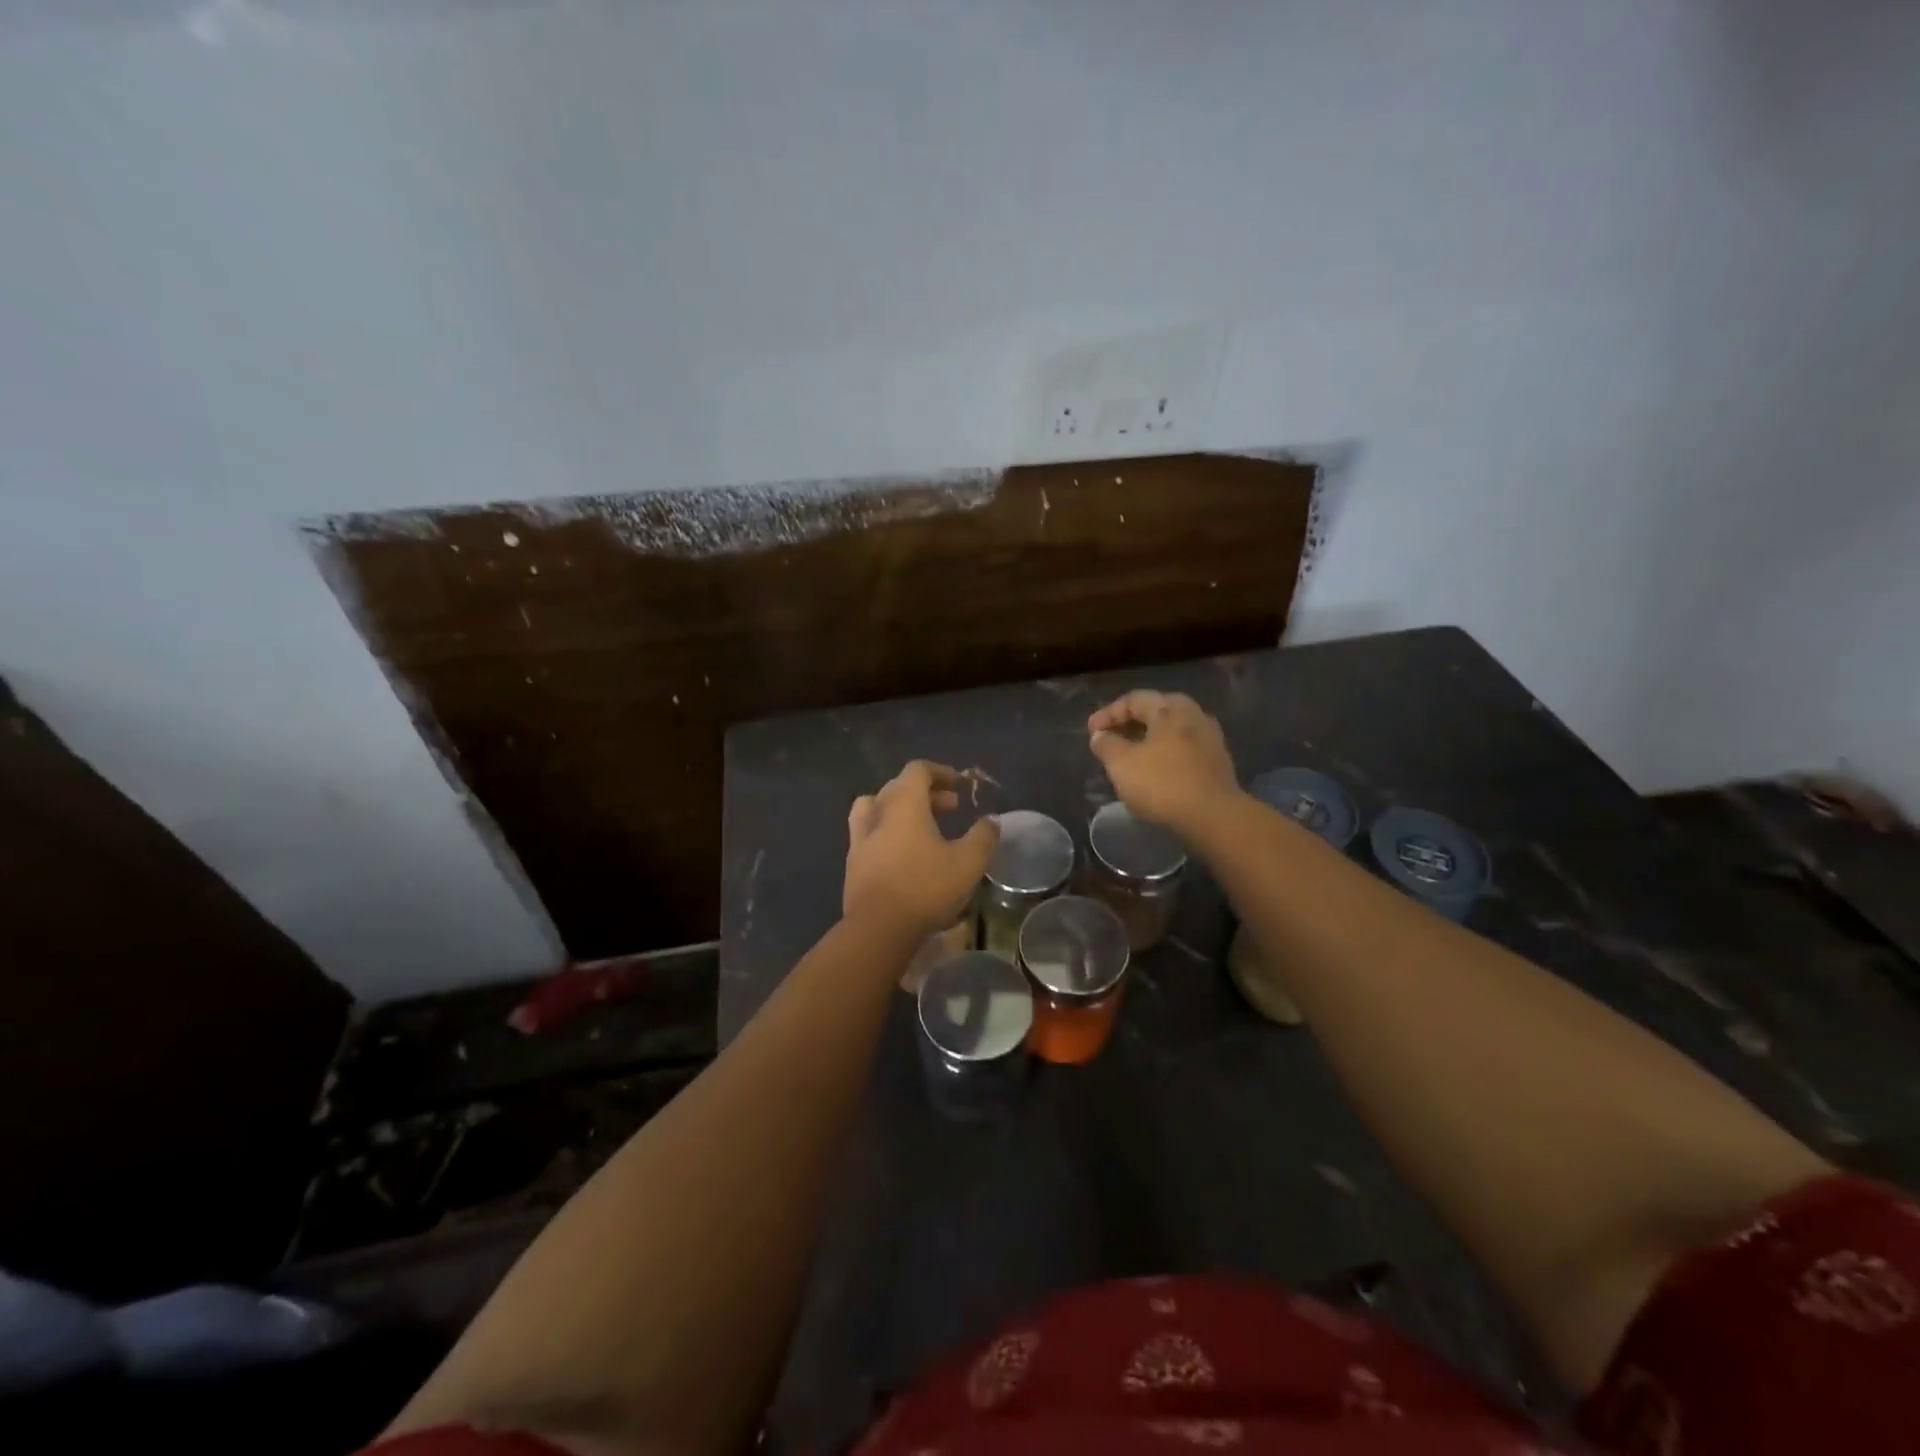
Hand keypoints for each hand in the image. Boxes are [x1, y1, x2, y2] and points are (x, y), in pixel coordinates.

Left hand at [844, 761, 1000, 937]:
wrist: (878, 928)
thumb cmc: (925, 887)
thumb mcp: (968, 862)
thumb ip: (983, 836)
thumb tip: (991, 820)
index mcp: (904, 803)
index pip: (917, 770)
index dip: (940, 772)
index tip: (959, 785)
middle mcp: (878, 812)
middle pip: (898, 787)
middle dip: (926, 792)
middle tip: (951, 808)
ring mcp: (859, 837)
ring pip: (877, 807)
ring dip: (901, 809)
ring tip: (922, 826)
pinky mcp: (852, 862)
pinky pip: (869, 833)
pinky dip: (888, 832)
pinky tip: (904, 854)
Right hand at [1087, 690, 1239, 834]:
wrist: (1213, 817)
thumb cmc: (1162, 783)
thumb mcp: (1121, 763)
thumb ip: (1106, 745)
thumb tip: (1100, 735)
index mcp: (1170, 709)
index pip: (1134, 699)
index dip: (1108, 713)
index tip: (1091, 731)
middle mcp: (1194, 715)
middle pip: (1157, 710)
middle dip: (1131, 721)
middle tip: (1112, 736)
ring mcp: (1210, 739)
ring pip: (1173, 730)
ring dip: (1149, 738)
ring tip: (1131, 754)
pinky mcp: (1217, 763)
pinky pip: (1184, 748)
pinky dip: (1165, 753)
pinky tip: (1154, 770)